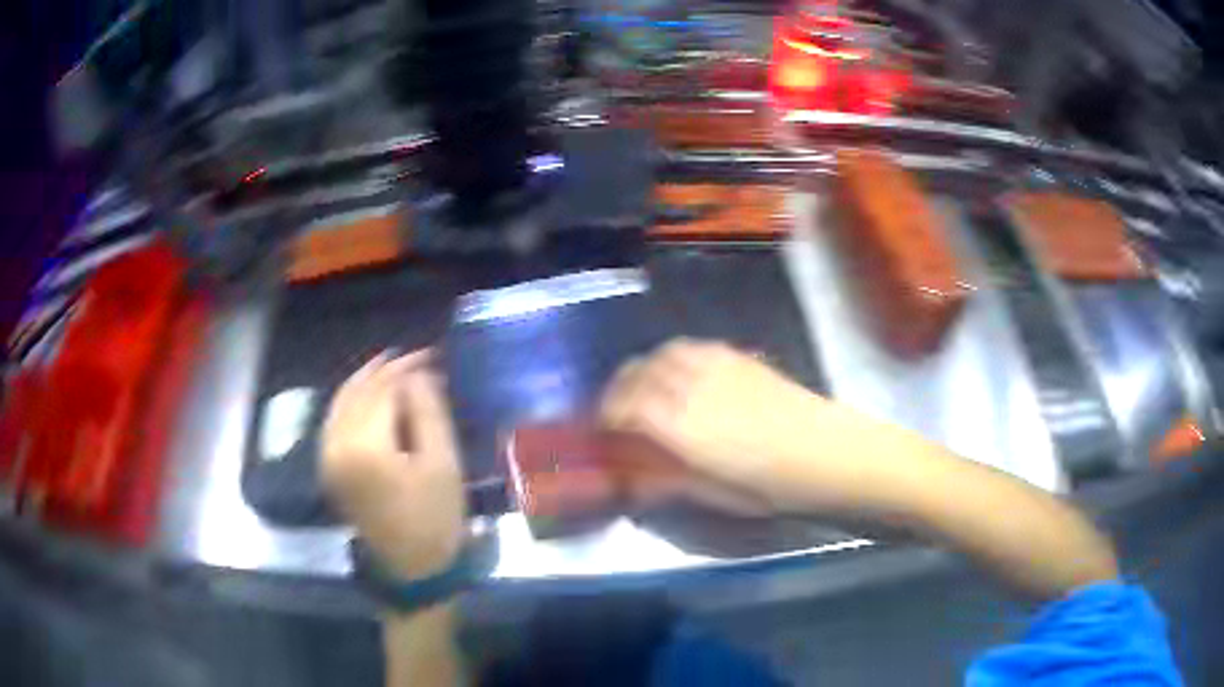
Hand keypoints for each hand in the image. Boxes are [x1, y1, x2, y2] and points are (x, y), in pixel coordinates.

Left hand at [321, 350, 466, 578]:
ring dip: (366, 381)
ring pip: (341, 402)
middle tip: (417, 358)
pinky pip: (334, 420)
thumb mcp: (443, 464)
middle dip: (386, 371)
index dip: (407, 369)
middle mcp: (335, 445)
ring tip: (393, 367)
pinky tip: (369, 395)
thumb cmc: (435, 518)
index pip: (382, 390)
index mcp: (364, 447)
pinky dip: (351, 401)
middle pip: (358, 392)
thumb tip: (417, 375)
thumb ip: (428, 412)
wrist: (411, 567)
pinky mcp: (327, 467)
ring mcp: (326, 457)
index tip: (432, 355)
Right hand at [601, 339, 916, 513]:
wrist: (830, 454)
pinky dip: (677, 359)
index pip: (625, 406)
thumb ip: (667, 482)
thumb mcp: (716, 496)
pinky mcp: (741, 357)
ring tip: (649, 392)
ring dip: (647, 370)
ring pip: (665, 353)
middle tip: (620, 412)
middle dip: (620, 390)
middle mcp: (692, 385)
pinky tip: (687, 378)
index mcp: (681, 425)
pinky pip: (695, 348)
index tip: (603, 430)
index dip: (607, 416)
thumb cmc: (774, 486)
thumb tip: (632, 481)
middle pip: (639, 372)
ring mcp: (719, 365)